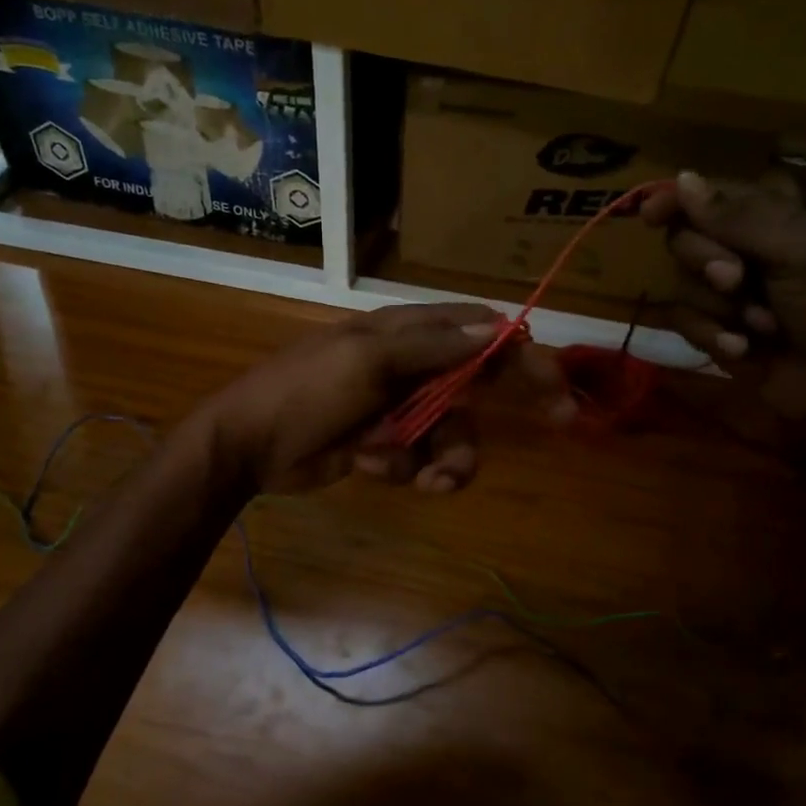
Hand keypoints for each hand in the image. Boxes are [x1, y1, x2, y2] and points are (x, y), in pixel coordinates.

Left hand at [196, 303, 573, 494]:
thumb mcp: (368, 359)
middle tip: (551, 431)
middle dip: (488, 420)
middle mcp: (409, 365)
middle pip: (473, 390)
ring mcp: (397, 408)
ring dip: (442, 458)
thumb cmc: (305, 390)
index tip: (557, 386)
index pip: (477, 333)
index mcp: (406, 332)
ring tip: (422, 479)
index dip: (520, 354)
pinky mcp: (384, 444)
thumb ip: (433, 346)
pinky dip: (402, 467)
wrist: (248, 446)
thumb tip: (497, 326)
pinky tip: (369, 465)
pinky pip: (418, 459)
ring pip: (449, 434)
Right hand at [643, 171, 805, 487]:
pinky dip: (711, 336)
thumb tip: (681, 178)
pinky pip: (683, 324)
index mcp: (767, 220)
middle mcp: (738, 251)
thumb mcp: (799, 252)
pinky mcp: (713, 331)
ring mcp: (724, 295)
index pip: (705, 197)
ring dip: (718, 308)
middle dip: (705, 262)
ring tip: (760, 325)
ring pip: (680, 286)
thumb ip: (739, 217)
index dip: (673, 201)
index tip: (652, 215)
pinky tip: (743, 349)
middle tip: (737, 279)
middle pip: (682, 240)